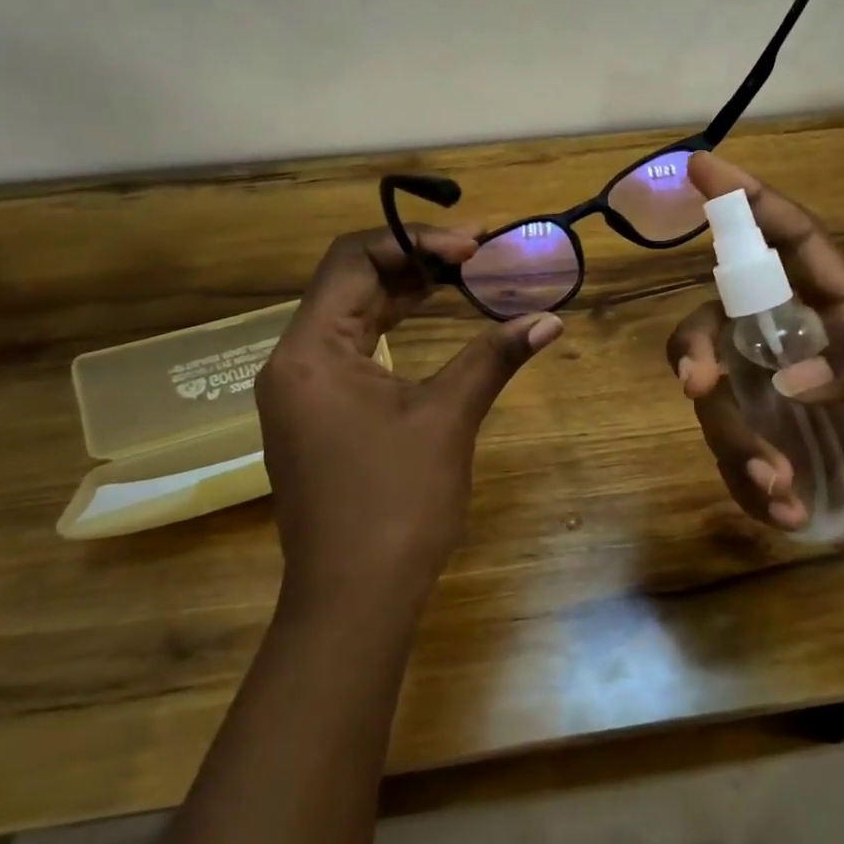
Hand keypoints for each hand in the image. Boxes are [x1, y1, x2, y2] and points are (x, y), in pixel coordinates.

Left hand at [257, 225, 561, 615]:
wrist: (353, 600)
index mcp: (310, 351)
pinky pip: (352, 349)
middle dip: (414, 261)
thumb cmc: (396, 503)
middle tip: (476, 253)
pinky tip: (430, 321)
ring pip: (351, 315)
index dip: (415, 242)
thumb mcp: (447, 419)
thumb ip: (493, 357)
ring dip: (404, 292)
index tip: (473, 247)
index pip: (353, 260)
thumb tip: (549, 319)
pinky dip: (392, 328)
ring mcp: (301, 391)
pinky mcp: (316, 415)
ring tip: (462, 277)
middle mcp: (294, 361)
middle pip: (350, 283)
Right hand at [667, 152, 843, 603]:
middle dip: (696, 346)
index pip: (790, 246)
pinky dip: (752, 490)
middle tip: (698, 383)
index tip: (703, 168)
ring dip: (738, 444)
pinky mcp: (768, 462)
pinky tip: (795, 513)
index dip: (749, 203)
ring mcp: (775, 410)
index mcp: (841, 319)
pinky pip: (730, 464)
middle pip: (719, 323)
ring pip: (715, 402)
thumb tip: (791, 378)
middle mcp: (794, 354)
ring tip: (785, 489)